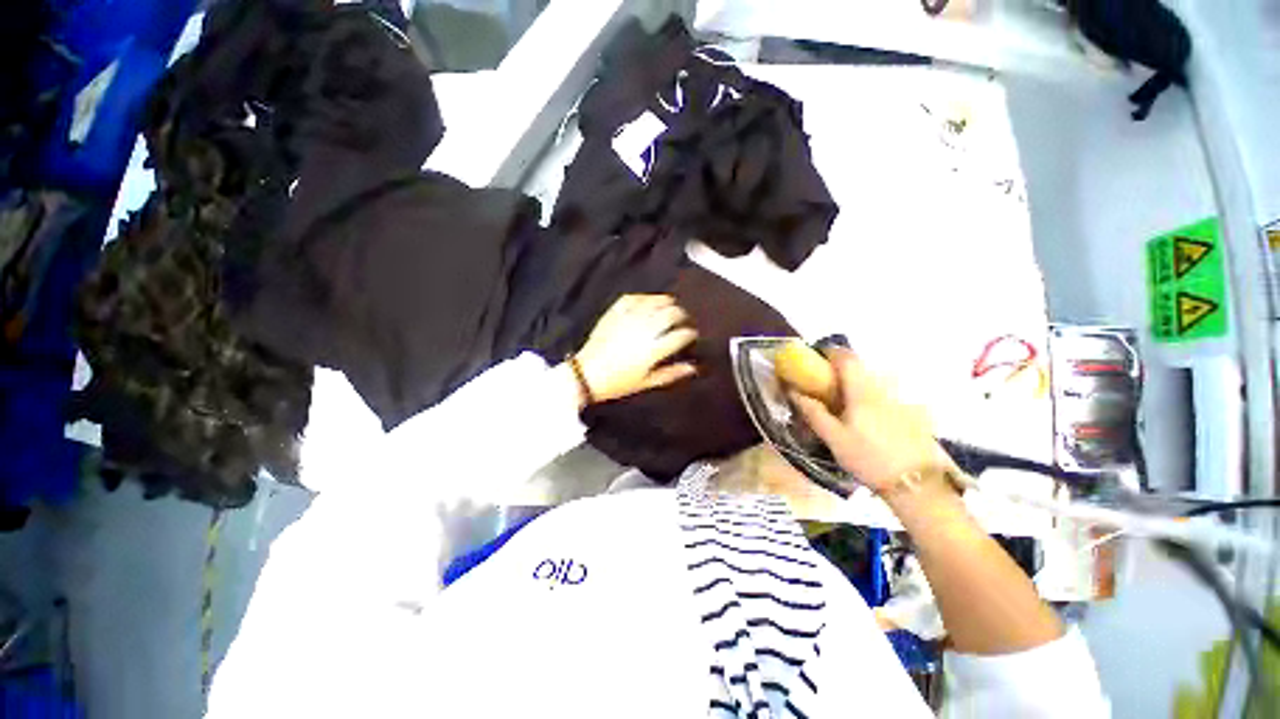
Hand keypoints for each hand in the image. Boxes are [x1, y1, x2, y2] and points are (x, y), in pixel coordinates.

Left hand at [573, 294, 697, 404]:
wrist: (586, 374)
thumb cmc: (618, 383)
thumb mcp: (646, 383)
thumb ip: (671, 374)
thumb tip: (693, 368)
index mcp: (653, 350)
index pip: (680, 335)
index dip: (690, 333)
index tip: (691, 335)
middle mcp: (643, 330)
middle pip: (671, 314)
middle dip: (681, 315)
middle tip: (682, 320)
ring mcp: (628, 319)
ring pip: (654, 302)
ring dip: (666, 302)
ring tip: (670, 306)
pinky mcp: (614, 313)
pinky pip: (632, 298)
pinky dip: (644, 298)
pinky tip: (648, 301)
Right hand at [788, 348, 948, 493]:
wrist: (917, 483)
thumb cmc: (869, 458)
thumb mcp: (834, 438)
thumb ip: (814, 413)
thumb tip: (794, 392)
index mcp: (862, 391)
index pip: (847, 358)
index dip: (830, 352)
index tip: (815, 357)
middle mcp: (882, 389)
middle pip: (860, 367)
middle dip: (840, 368)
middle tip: (824, 382)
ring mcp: (898, 400)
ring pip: (872, 380)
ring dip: (854, 382)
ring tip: (841, 401)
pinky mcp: (909, 412)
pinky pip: (882, 393)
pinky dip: (867, 395)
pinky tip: (863, 417)